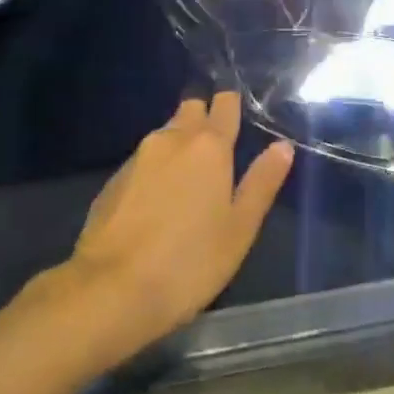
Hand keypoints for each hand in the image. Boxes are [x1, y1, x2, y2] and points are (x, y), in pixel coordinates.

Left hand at [64, 93, 293, 355]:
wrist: (111, 289)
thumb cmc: (189, 261)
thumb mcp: (239, 229)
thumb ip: (261, 183)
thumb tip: (282, 146)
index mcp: (209, 146)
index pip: (223, 105)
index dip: (231, 104)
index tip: (237, 109)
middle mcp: (171, 139)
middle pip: (191, 110)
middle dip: (203, 117)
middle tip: (217, 143)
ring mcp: (137, 157)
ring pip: (165, 134)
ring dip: (179, 143)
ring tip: (190, 172)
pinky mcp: (113, 179)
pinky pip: (143, 159)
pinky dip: (156, 168)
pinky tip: (158, 197)